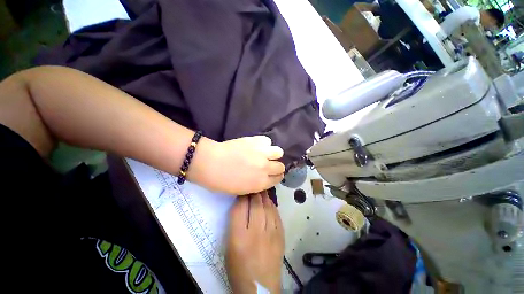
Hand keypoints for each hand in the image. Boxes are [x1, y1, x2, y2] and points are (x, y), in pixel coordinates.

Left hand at [189, 136, 284, 194]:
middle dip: (275, 166)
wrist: (210, 164)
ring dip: (272, 154)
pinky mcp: (256, 141)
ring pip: (278, 152)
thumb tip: (260, 179)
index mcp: (261, 183)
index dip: (274, 177)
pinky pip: (267, 140)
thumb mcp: (240, 190)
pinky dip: (264, 143)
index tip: (269, 175)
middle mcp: (266, 168)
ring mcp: (262, 153)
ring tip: (264, 154)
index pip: (278, 179)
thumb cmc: (220, 182)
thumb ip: (255, 185)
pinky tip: (256, 145)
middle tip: (266, 165)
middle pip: (280, 166)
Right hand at [225, 192, 284, 292]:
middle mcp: (256, 232)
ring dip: (265, 199)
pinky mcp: (280, 239)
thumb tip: (241, 213)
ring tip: (262, 191)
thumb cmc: (238, 271)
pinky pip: (278, 219)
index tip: (241, 189)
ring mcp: (271, 235)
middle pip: (256, 206)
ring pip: (269, 210)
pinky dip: (274, 210)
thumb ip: (234, 229)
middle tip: (253, 185)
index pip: (240, 208)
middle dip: (254, 193)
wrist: (259, 286)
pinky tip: (271, 206)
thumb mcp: (229, 249)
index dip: (241, 196)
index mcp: (238, 236)